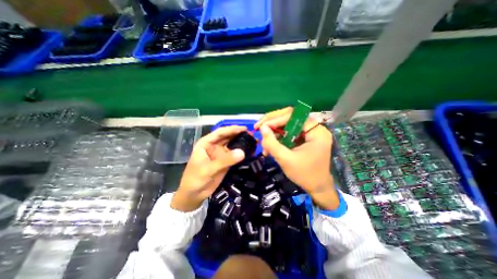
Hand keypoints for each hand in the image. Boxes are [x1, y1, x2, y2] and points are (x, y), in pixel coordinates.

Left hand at [172, 126, 247, 210]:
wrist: (194, 194)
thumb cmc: (195, 179)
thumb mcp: (208, 169)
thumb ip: (225, 160)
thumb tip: (242, 152)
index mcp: (206, 143)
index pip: (220, 133)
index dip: (232, 129)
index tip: (244, 128)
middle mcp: (213, 146)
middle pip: (227, 137)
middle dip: (238, 135)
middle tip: (252, 134)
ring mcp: (220, 154)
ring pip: (232, 145)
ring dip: (241, 143)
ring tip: (253, 141)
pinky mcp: (225, 161)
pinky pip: (234, 155)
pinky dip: (241, 153)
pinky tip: (249, 151)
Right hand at [254, 108, 339, 209]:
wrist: (317, 188)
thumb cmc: (305, 175)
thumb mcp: (286, 159)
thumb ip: (272, 143)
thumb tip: (262, 128)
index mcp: (316, 131)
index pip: (294, 116)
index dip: (275, 119)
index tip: (261, 126)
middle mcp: (314, 128)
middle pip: (290, 117)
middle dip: (272, 122)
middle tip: (258, 127)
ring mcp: (308, 133)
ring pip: (287, 125)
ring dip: (273, 132)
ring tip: (263, 143)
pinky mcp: (303, 138)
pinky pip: (288, 133)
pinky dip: (277, 138)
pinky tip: (269, 146)